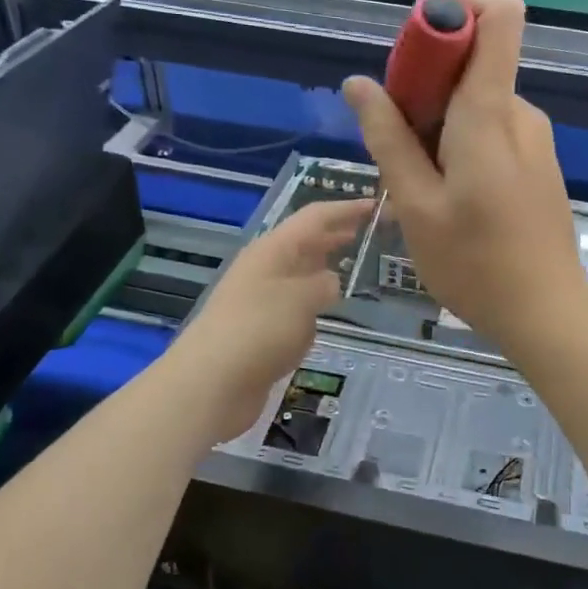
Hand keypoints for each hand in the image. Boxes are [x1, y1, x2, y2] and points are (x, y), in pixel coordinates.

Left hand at [168, 197, 370, 442]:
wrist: (211, 383)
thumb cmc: (259, 330)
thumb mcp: (302, 299)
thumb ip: (324, 285)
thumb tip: (330, 282)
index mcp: (272, 250)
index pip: (314, 218)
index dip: (345, 210)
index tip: (376, 205)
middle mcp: (264, 270)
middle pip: (303, 244)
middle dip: (333, 236)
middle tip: (367, 232)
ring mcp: (259, 301)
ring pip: (298, 277)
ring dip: (321, 271)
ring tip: (351, 271)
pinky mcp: (258, 333)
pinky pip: (292, 310)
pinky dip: (309, 307)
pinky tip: (324, 317)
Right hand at [342, 0, 587, 352]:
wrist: (545, 312)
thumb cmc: (473, 263)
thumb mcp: (416, 205)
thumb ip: (388, 138)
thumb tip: (359, 83)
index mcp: (490, 112)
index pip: (499, 14)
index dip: (456, 6)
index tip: (415, 41)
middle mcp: (520, 113)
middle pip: (475, 61)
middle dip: (427, 82)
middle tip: (397, 139)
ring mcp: (535, 139)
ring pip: (479, 101)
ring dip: (440, 122)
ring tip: (418, 182)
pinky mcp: (538, 164)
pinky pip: (494, 130)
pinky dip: (461, 142)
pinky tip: (448, 196)